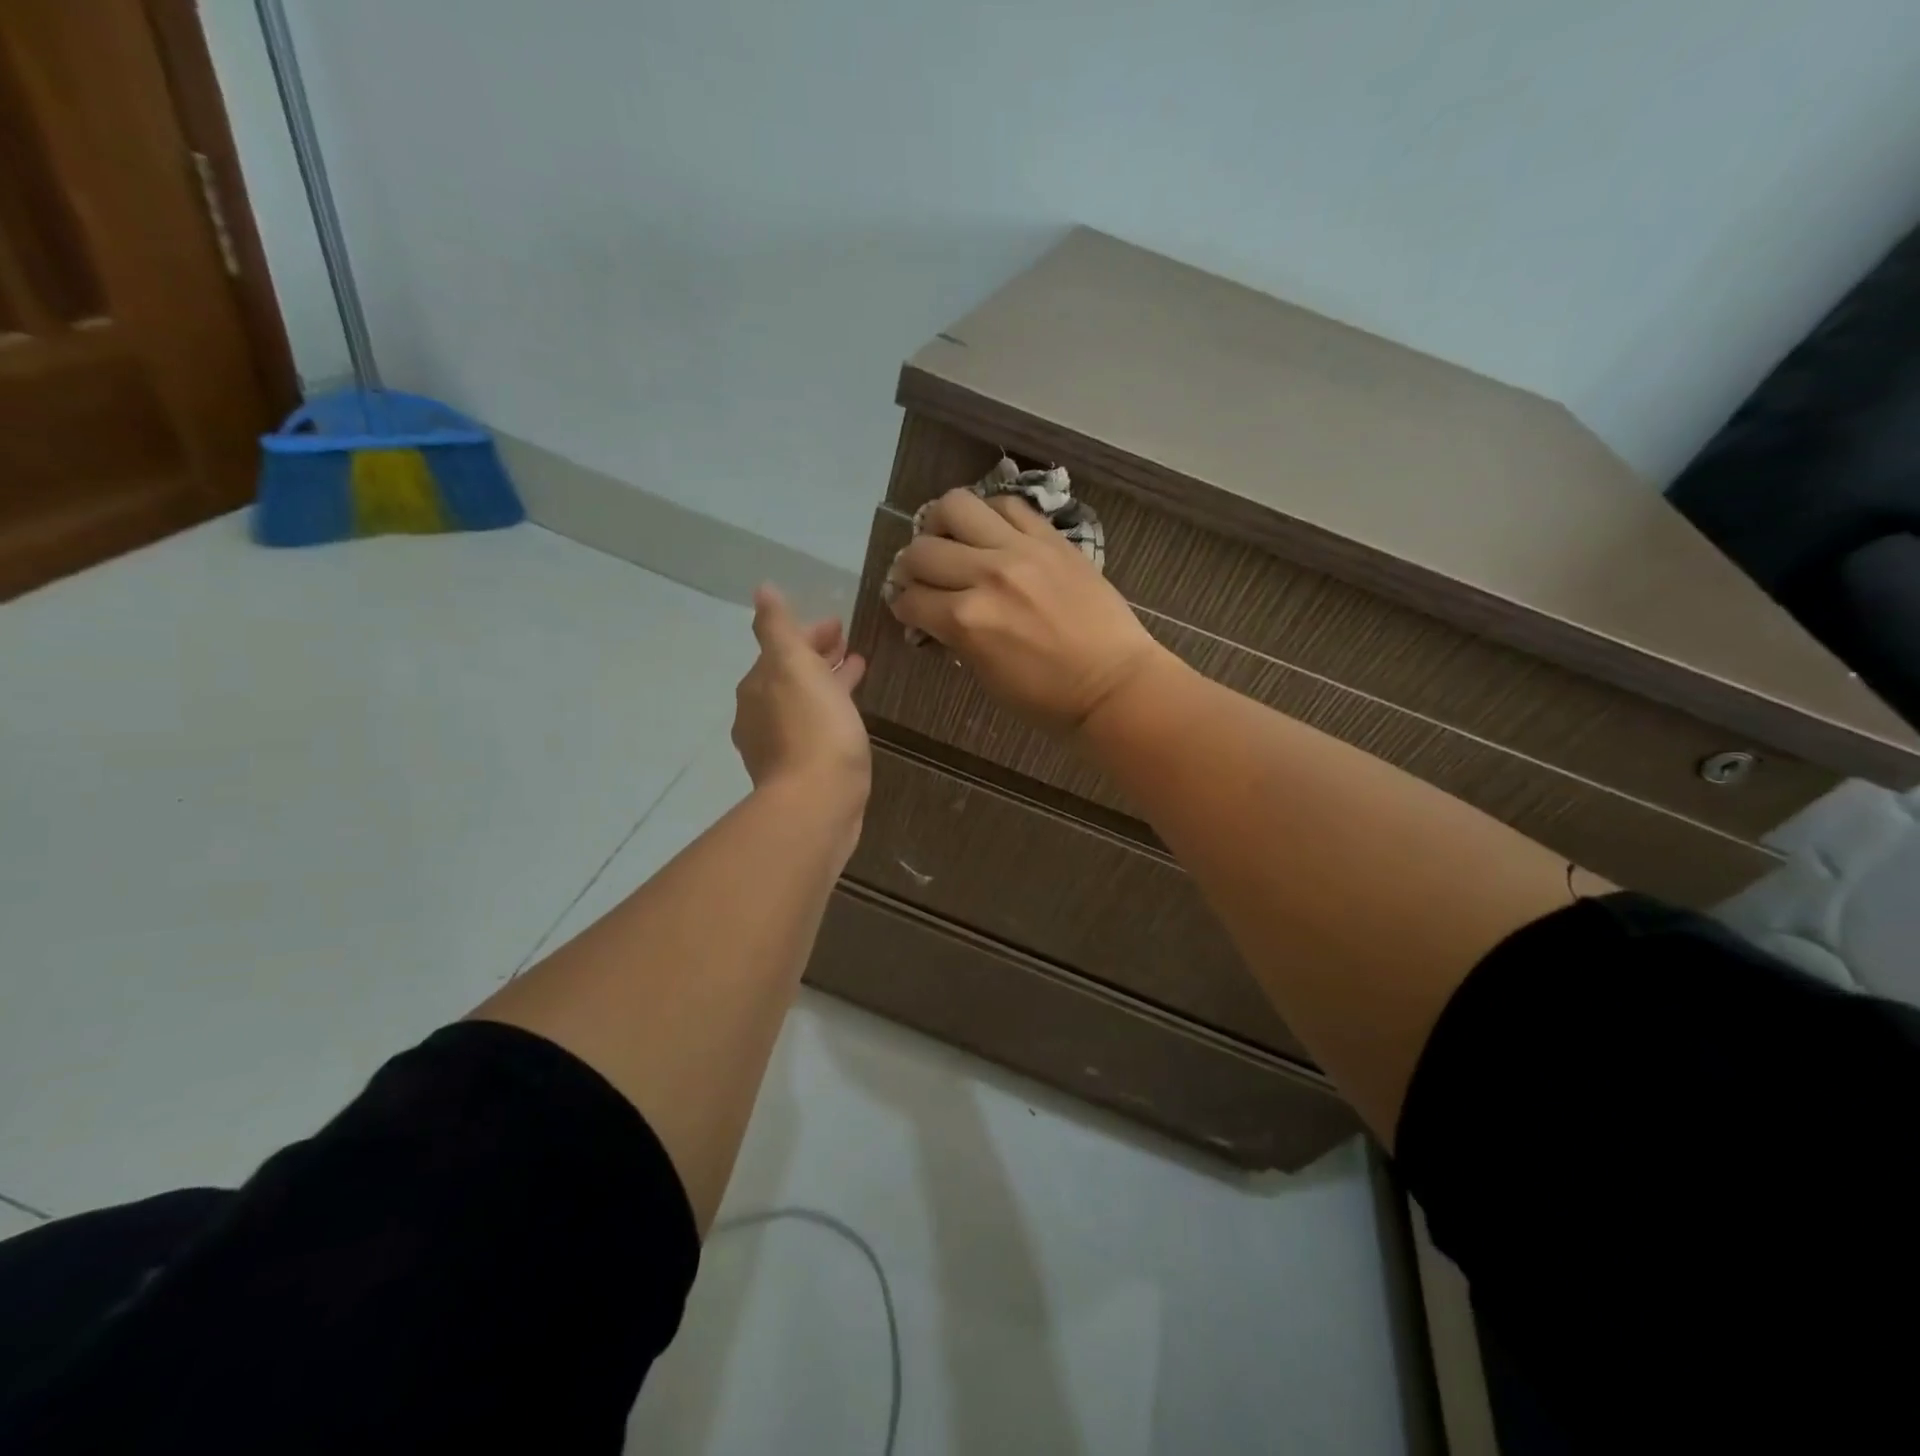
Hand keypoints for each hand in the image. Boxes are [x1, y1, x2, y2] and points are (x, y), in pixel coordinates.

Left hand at [732, 586, 870, 801]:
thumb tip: (762, 590)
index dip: (809, 634)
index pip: (782, 648)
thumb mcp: (794, 666)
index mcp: (759, 686)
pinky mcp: (800, 771)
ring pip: (805, 702)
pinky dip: (831, 712)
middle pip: (792, 676)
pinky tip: (850, 718)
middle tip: (849, 647)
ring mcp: (778, 746)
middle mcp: (760, 715)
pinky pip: (816, 728)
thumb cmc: (812, 729)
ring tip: (858, 673)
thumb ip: (777, 628)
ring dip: (828, 684)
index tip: (839, 625)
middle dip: (818, 658)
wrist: (818, 803)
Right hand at [886, 488, 1166, 734]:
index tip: (908, 608)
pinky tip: (989, 532)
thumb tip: (935, 616)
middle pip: (921, 550)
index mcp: (966, 622)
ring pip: (955, 506)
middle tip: (923, 577)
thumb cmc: (1047, 698)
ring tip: (949, 538)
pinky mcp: (1051, 539)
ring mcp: (1020, 550)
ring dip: (940, 524)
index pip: (911, 599)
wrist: (1113, 684)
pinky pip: (1007, 505)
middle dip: (911, 567)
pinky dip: (988, 514)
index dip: (903, 606)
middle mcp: (985, 576)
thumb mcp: (986, 677)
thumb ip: (955, 638)